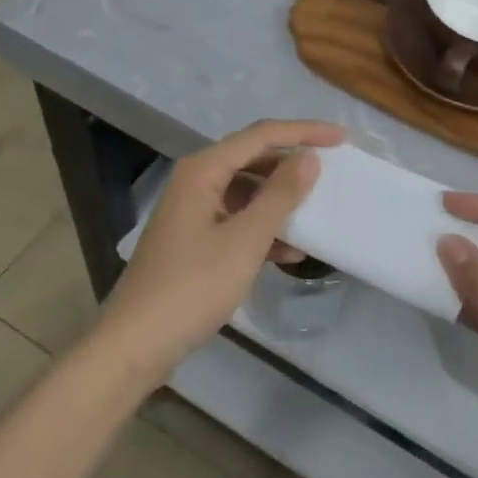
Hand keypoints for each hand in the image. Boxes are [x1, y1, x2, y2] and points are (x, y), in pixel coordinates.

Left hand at [96, 119, 343, 384]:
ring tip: (316, 211)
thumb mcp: (245, 240)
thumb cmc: (192, 287)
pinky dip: (263, 229)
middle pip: (253, 157)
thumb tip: (309, 158)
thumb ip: (280, 195)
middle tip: (332, 169)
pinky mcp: (194, 240)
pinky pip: (237, 219)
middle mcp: (196, 180)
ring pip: (247, 191)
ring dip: (280, 199)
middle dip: (292, 163)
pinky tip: (290, 252)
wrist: (134, 346)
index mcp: (204, 169)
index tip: (343, 138)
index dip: (304, 132)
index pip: (262, 135)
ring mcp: (193, 211)